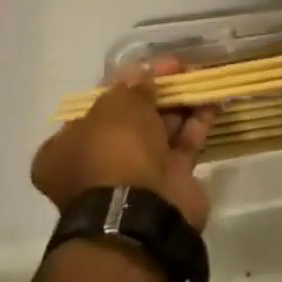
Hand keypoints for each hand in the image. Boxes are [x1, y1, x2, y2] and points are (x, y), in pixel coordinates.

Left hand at [32, 59, 216, 231]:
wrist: (141, 214)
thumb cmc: (114, 151)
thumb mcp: (118, 105)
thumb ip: (132, 86)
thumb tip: (143, 75)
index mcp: (67, 149)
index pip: (94, 108)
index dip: (122, 83)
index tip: (146, 68)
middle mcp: (97, 164)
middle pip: (131, 118)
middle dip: (157, 91)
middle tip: (180, 68)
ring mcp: (133, 177)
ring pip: (159, 130)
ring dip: (180, 103)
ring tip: (202, 77)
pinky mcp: (167, 184)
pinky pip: (183, 145)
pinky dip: (197, 122)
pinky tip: (213, 99)